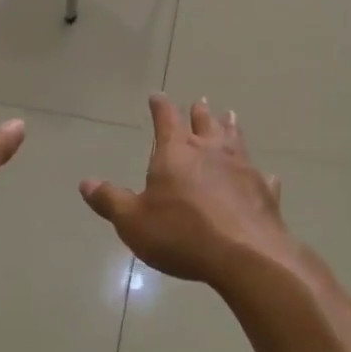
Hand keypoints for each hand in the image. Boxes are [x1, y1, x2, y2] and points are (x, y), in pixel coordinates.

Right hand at [79, 96, 304, 291]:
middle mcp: (210, 151)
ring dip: (230, 126)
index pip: (165, 119)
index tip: (157, 96)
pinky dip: (259, 173)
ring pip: (235, 139)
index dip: (160, 107)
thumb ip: (110, 200)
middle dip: (199, 112)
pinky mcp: (265, 191)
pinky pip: (262, 176)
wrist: (245, 255)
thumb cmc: (181, 233)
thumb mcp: (133, 221)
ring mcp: (242, 168)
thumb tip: (85, 183)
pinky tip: (265, 175)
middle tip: (200, 101)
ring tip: (230, 115)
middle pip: (204, 123)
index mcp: (176, 152)